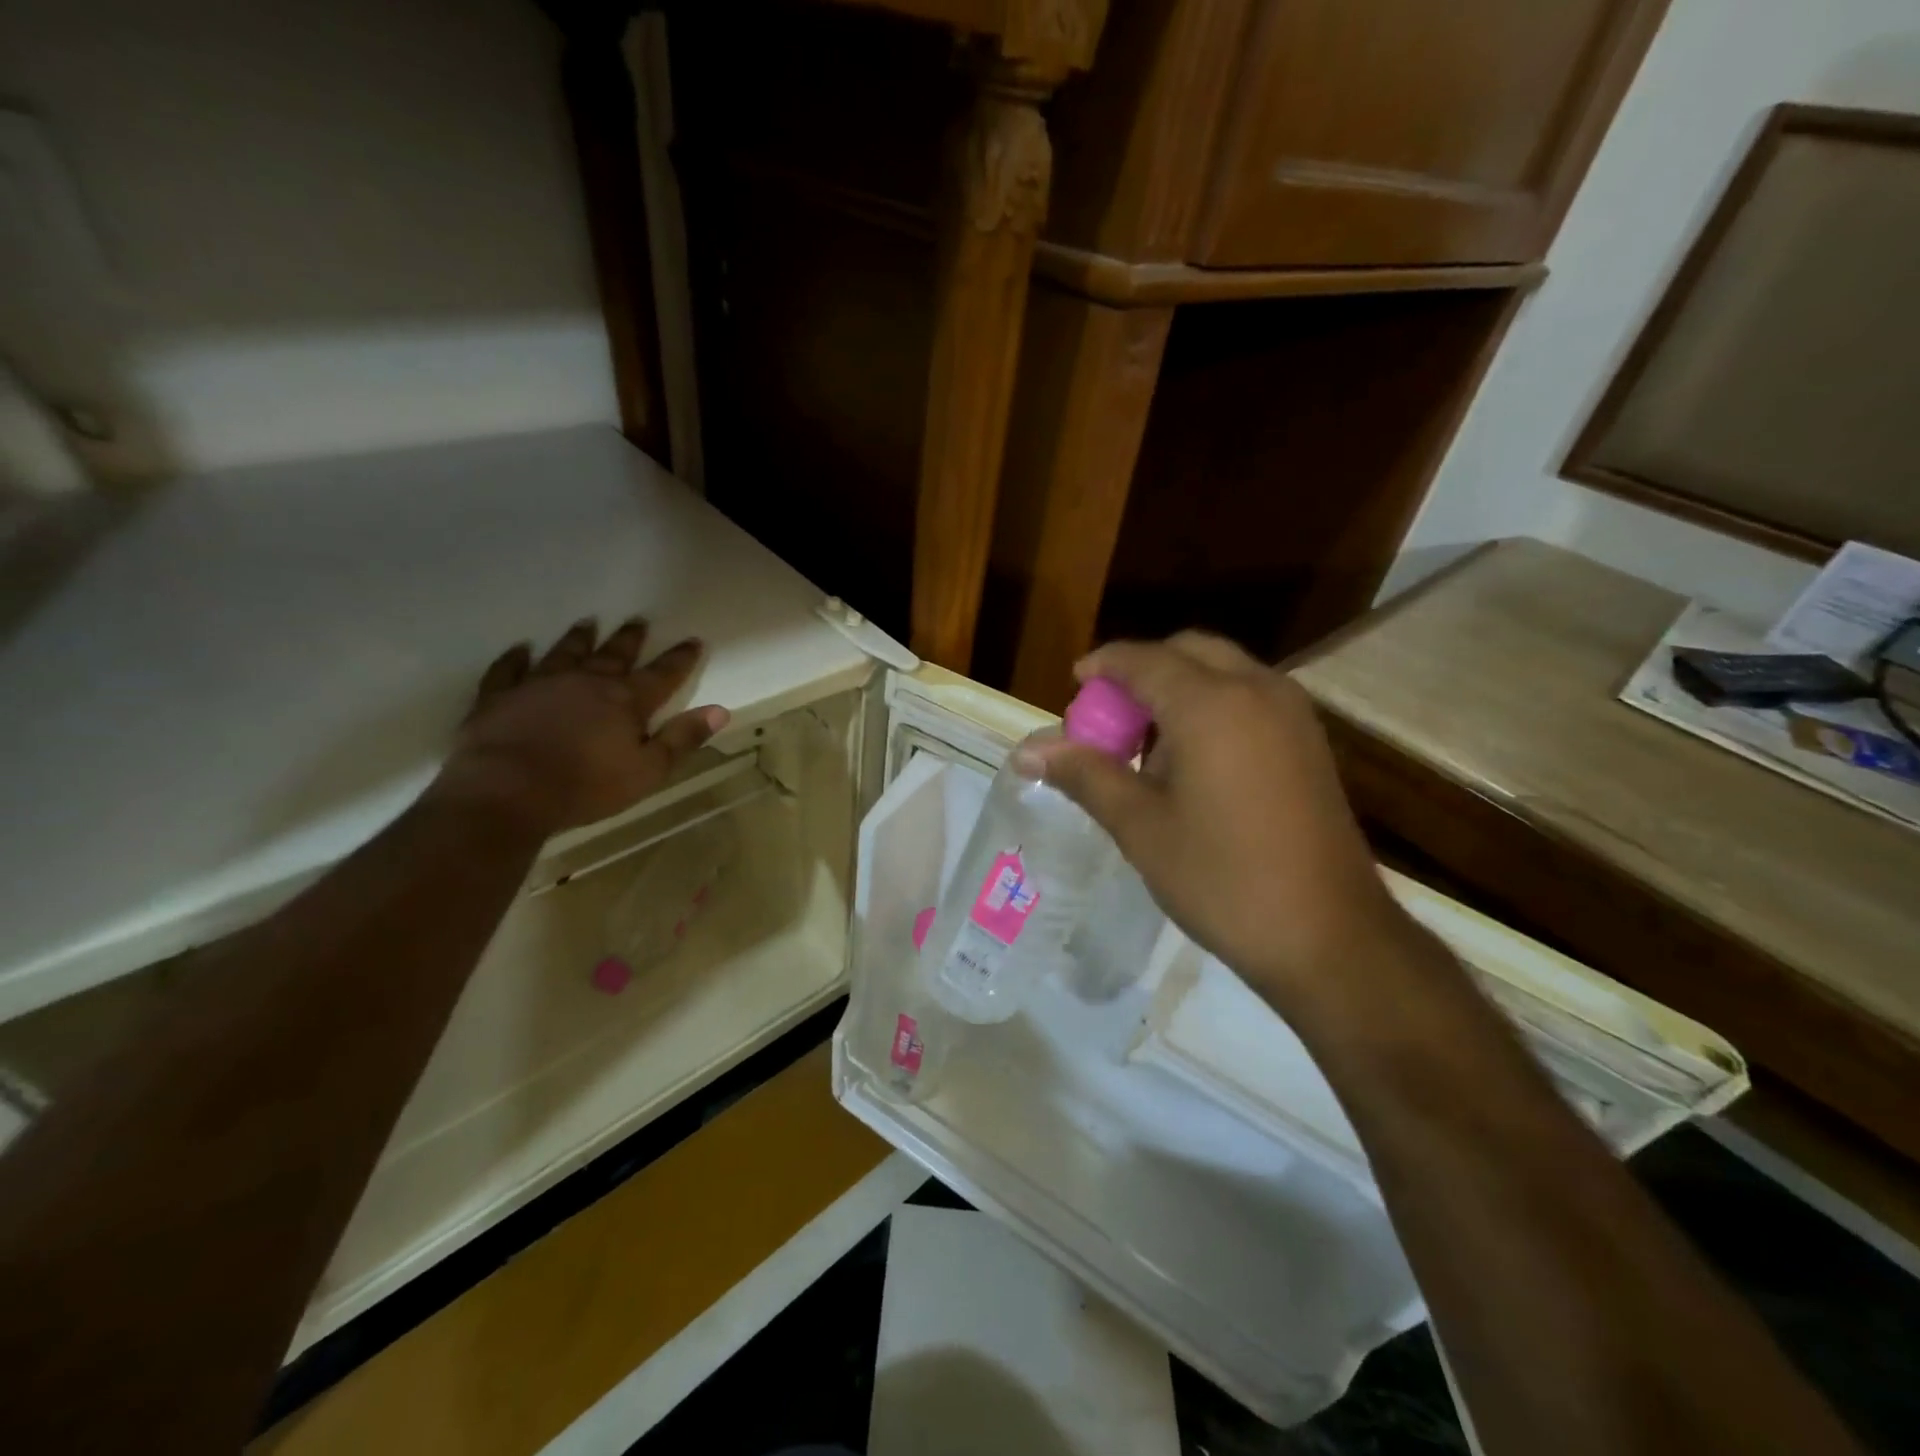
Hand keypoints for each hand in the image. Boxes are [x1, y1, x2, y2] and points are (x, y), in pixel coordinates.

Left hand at [434, 619, 729, 836]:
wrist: (505, 792)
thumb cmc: (585, 787)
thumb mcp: (647, 771)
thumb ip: (682, 739)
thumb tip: (720, 711)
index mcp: (625, 701)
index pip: (662, 675)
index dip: (680, 659)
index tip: (693, 640)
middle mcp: (586, 683)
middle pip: (614, 655)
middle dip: (629, 639)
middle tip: (639, 620)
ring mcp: (540, 685)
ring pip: (565, 653)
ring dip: (579, 639)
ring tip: (588, 622)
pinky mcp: (500, 697)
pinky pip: (508, 670)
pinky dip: (515, 658)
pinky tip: (520, 649)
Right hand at [1021, 632, 1409, 1014]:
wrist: (1329, 937)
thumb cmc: (1222, 878)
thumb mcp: (1140, 826)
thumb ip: (1084, 774)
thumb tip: (1027, 750)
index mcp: (1210, 703)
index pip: (1142, 659)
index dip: (1102, 666)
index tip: (1073, 686)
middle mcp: (1257, 690)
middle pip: (1188, 651)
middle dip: (1142, 672)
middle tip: (1109, 718)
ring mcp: (1292, 714)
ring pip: (1223, 671)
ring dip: (1179, 688)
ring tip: (1146, 746)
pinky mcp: (1309, 742)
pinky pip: (1250, 698)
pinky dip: (1212, 706)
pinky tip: (1193, 762)